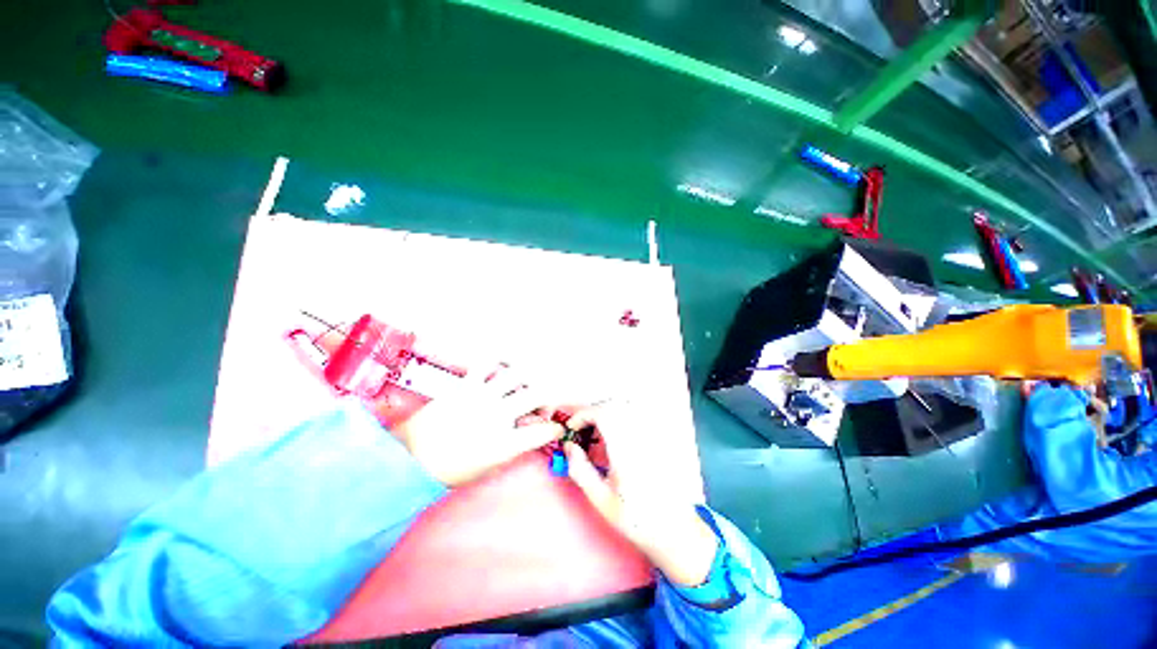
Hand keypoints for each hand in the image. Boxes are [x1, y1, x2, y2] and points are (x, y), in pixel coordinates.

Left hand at [395, 364, 562, 485]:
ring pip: (518, 374)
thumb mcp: (488, 467)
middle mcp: (499, 415)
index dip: (555, 429)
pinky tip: (502, 367)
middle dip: (548, 398)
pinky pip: (488, 364)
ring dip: (528, 378)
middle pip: (539, 394)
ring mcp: (482, 397)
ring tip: (525, 384)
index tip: (555, 428)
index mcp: (505, 443)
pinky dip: (499, 362)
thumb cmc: (450, 470)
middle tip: (541, 406)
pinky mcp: (466, 385)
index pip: (544, 431)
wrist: (408, 460)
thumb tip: (530, 431)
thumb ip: (514, 447)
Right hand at [563, 401, 718, 585]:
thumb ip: (580, 470)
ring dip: (607, 412)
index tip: (572, 427)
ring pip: (626, 407)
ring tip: (596, 432)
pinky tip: (615, 436)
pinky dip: (620, 416)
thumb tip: (568, 446)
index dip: (583, 414)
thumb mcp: (600, 499)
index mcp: (625, 450)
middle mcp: (640, 436)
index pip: (603, 414)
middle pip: (614, 405)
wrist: (674, 528)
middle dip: (593, 411)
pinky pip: (637, 415)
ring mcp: (652, 435)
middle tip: (582, 429)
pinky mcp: (658, 438)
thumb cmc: (635, 518)